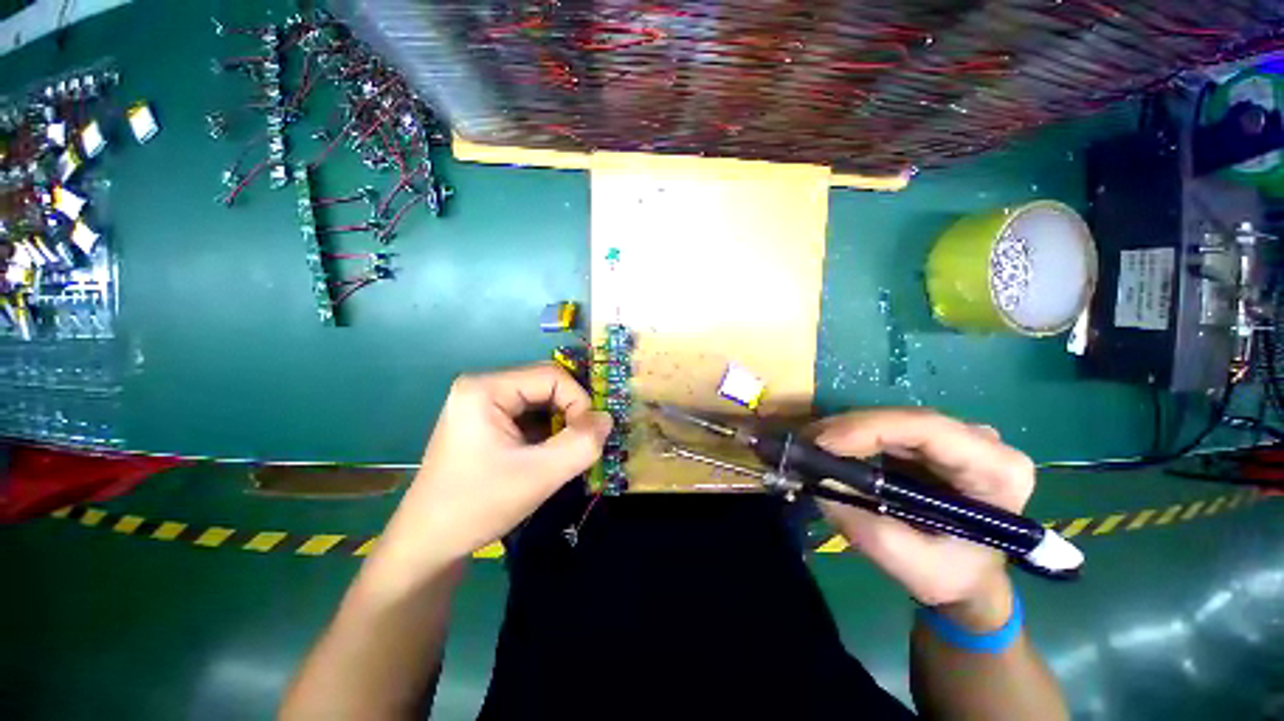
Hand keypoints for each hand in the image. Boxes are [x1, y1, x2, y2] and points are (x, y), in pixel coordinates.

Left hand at [374, 364, 611, 572]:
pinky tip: (545, 455)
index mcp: (486, 388)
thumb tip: (607, 418)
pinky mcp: (485, 420)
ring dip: (560, 423)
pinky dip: (547, 430)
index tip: (587, 438)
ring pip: (541, 399)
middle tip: (577, 446)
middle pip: (546, 384)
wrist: (428, 544)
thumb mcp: (539, 476)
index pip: (552, 376)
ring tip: (562, 454)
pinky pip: (529, 413)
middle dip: (570, 412)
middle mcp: (483, 386)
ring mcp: (482, 403)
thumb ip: (582, 444)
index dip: (579, 402)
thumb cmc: (478, 505)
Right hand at [811, 409, 1034, 624]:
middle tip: (804, 444)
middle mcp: (981, 442)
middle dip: (848, 429)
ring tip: (809, 447)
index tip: (822, 442)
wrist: (968, 576)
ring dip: (845, 432)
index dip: (869, 428)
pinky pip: (883, 429)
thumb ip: (868, 528)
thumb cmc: (953, 575)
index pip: (929, 430)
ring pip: (889, 421)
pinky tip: (828, 448)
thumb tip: (820, 482)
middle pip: (903, 421)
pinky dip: (852, 438)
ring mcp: (954, 437)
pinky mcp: (929, 441)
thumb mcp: (913, 566)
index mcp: (997, 471)